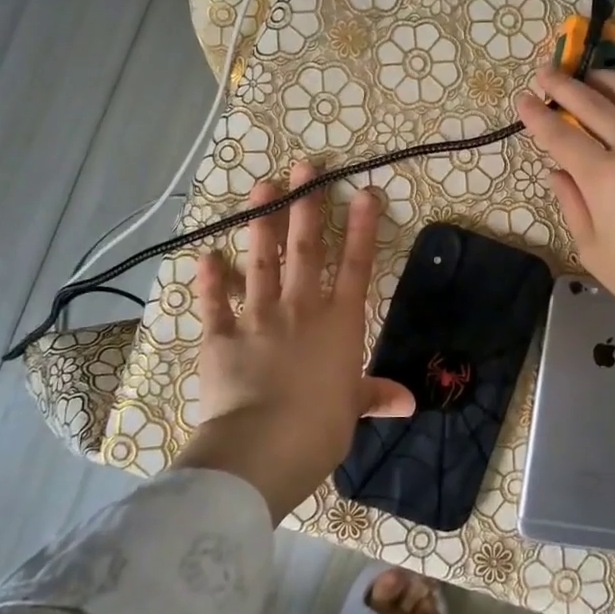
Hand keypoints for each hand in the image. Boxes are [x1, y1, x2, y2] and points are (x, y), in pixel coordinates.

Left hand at [173, 160, 414, 521]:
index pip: (354, 266)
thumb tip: (408, 402)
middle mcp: (300, 309)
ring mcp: (257, 317)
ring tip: (262, 187)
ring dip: (261, 223)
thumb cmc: (320, 428)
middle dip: (306, 205)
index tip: (363, 192)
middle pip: (305, 249)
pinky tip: (206, 256)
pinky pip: (214, 303)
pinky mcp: (220, 336)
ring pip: (261, 261)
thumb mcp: (352, 410)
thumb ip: (375, 395)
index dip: (361, 228)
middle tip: (304, 167)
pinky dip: (209, 280)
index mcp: (338, 324)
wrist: (263, 446)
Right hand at [516, 64, 614, 363]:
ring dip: (609, 79)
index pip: (562, 135)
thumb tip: (559, 171)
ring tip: (592, 77)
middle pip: (595, 103)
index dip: (538, 116)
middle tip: (546, 74)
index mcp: (606, 179)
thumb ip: (573, 205)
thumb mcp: (596, 253)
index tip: (523, 100)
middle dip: (565, 85)